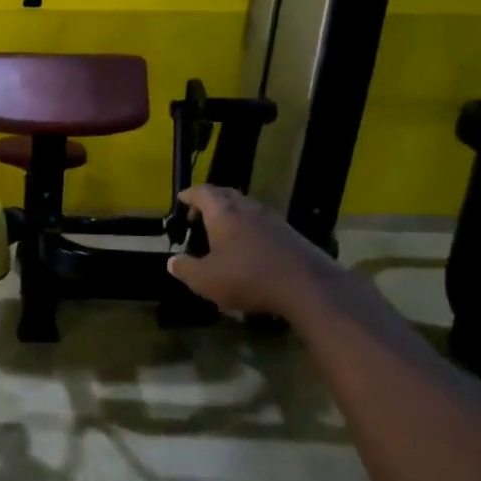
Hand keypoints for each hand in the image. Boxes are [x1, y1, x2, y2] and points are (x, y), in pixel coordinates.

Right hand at [166, 185, 342, 319]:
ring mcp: (274, 221)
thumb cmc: (247, 278)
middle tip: (198, 215)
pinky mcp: (291, 236)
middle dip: (210, 202)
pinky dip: (249, 231)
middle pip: (227, 196)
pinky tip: (248, 250)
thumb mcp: (205, 280)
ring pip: (247, 210)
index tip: (181, 199)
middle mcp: (249, 209)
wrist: (308, 287)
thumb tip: (172, 261)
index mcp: (224, 213)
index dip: (190, 194)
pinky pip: (263, 225)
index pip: (203, 192)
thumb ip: (185, 269)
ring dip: (232, 217)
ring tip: (221, 234)